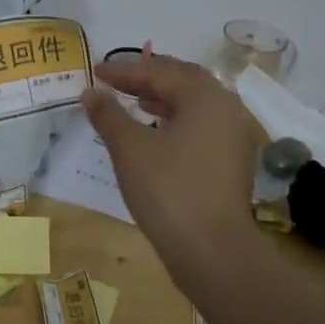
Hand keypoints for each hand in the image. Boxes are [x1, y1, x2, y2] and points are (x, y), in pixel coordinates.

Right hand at [82, 50, 258, 263]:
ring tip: (134, 102)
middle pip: (183, 79)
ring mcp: (234, 136)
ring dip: (163, 97)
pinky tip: (156, 132)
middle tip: (117, 81)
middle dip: (148, 77)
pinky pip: (202, 125)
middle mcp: (226, 108)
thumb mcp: (129, 148)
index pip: (158, 72)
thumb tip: (90, 92)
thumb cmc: (168, 189)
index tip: (94, 73)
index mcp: (204, 96)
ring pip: (195, 103)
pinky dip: (176, 119)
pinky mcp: (233, 161)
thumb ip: (108, 114)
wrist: (213, 252)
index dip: (123, 71)